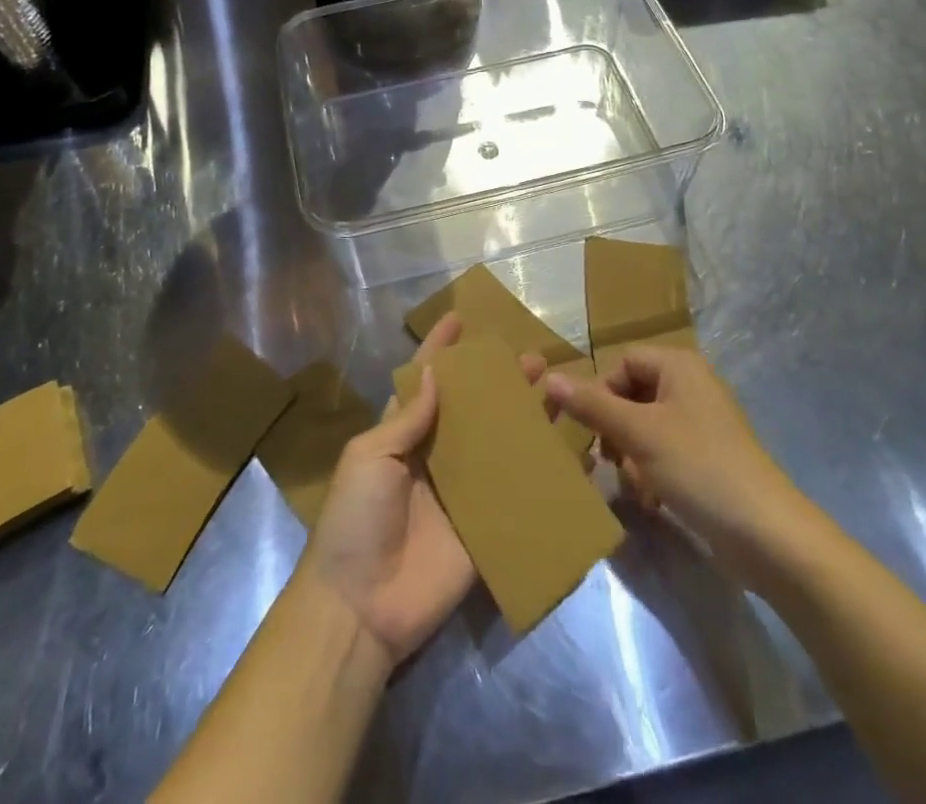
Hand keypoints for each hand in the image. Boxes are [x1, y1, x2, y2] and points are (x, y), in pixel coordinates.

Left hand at [301, 315, 543, 667]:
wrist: (361, 607)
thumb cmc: (355, 519)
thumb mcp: (369, 456)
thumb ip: (406, 419)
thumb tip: (436, 375)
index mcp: (402, 435)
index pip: (424, 382)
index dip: (440, 351)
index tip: (459, 319)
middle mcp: (435, 456)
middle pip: (473, 410)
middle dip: (498, 382)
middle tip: (531, 358)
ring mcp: (462, 493)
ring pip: (499, 445)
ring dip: (524, 418)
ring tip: (552, 390)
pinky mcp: (484, 529)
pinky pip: (516, 495)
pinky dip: (540, 474)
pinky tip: (570, 455)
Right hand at [545, 347, 805, 576]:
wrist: (767, 535)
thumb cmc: (699, 467)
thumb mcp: (638, 433)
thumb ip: (591, 405)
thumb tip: (548, 378)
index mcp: (678, 366)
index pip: (621, 362)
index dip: (600, 391)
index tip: (587, 429)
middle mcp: (691, 386)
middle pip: (631, 395)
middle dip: (614, 430)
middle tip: (606, 461)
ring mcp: (702, 424)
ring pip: (644, 428)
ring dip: (631, 456)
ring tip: (633, 485)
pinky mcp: (708, 459)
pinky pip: (664, 453)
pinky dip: (651, 472)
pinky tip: (652, 501)